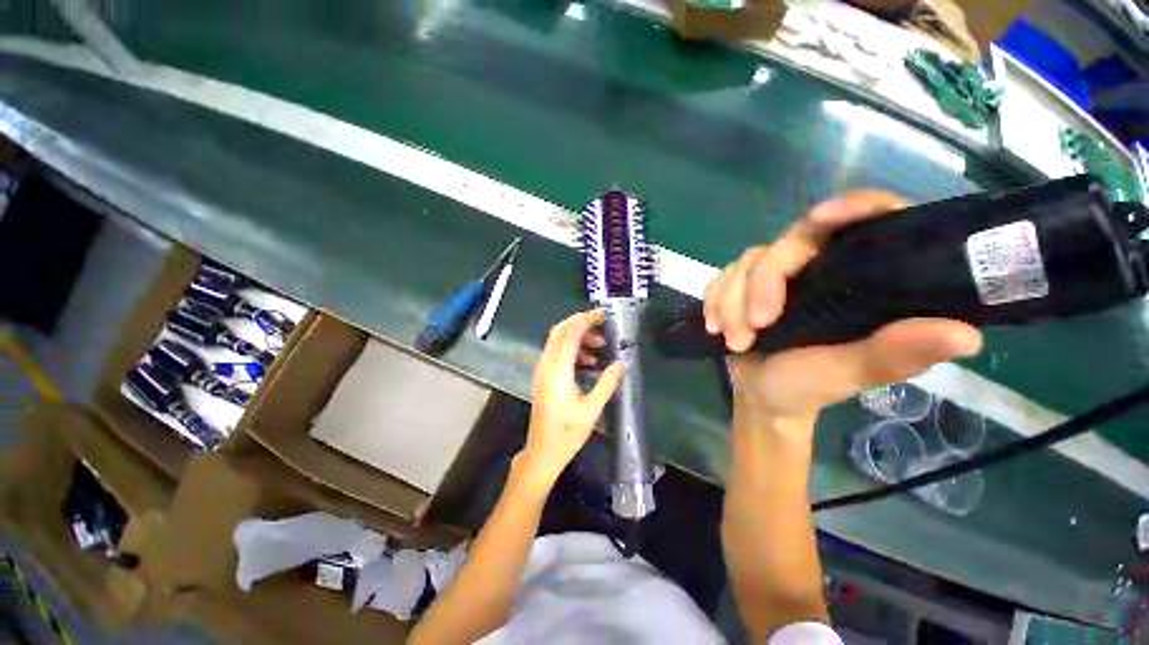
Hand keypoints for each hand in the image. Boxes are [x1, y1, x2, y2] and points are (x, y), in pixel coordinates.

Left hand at [518, 309, 625, 486]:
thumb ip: (607, 382)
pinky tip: (589, 362)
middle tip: (602, 322)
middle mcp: (546, 365)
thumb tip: (621, 363)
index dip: (586, 319)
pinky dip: (572, 350)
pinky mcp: (543, 377)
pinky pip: (557, 354)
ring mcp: (542, 371)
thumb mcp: (592, 408)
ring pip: (557, 341)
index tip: (603, 314)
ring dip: (578, 337)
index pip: (570, 333)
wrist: (542, 452)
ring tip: (600, 345)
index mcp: (558, 370)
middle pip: (559, 331)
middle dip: (580, 322)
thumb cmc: (567, 432)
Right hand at [704, 190, 982, 424]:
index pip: (866, 221)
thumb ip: (895, 353)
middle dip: (760, 285)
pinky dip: (713, 302)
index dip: (851, 208)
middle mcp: (817, 267)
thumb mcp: (852, 373)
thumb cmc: (811, 385)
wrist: (762, 395)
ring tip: (735, 341)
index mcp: (859, 278)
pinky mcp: (740, 286)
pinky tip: (715, 326)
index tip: (820, 219)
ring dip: (730, 303)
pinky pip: (720, 278)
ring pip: (744, 264)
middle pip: (785, 245)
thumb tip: (967, 334)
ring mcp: (774, 276)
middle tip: (755, 326)